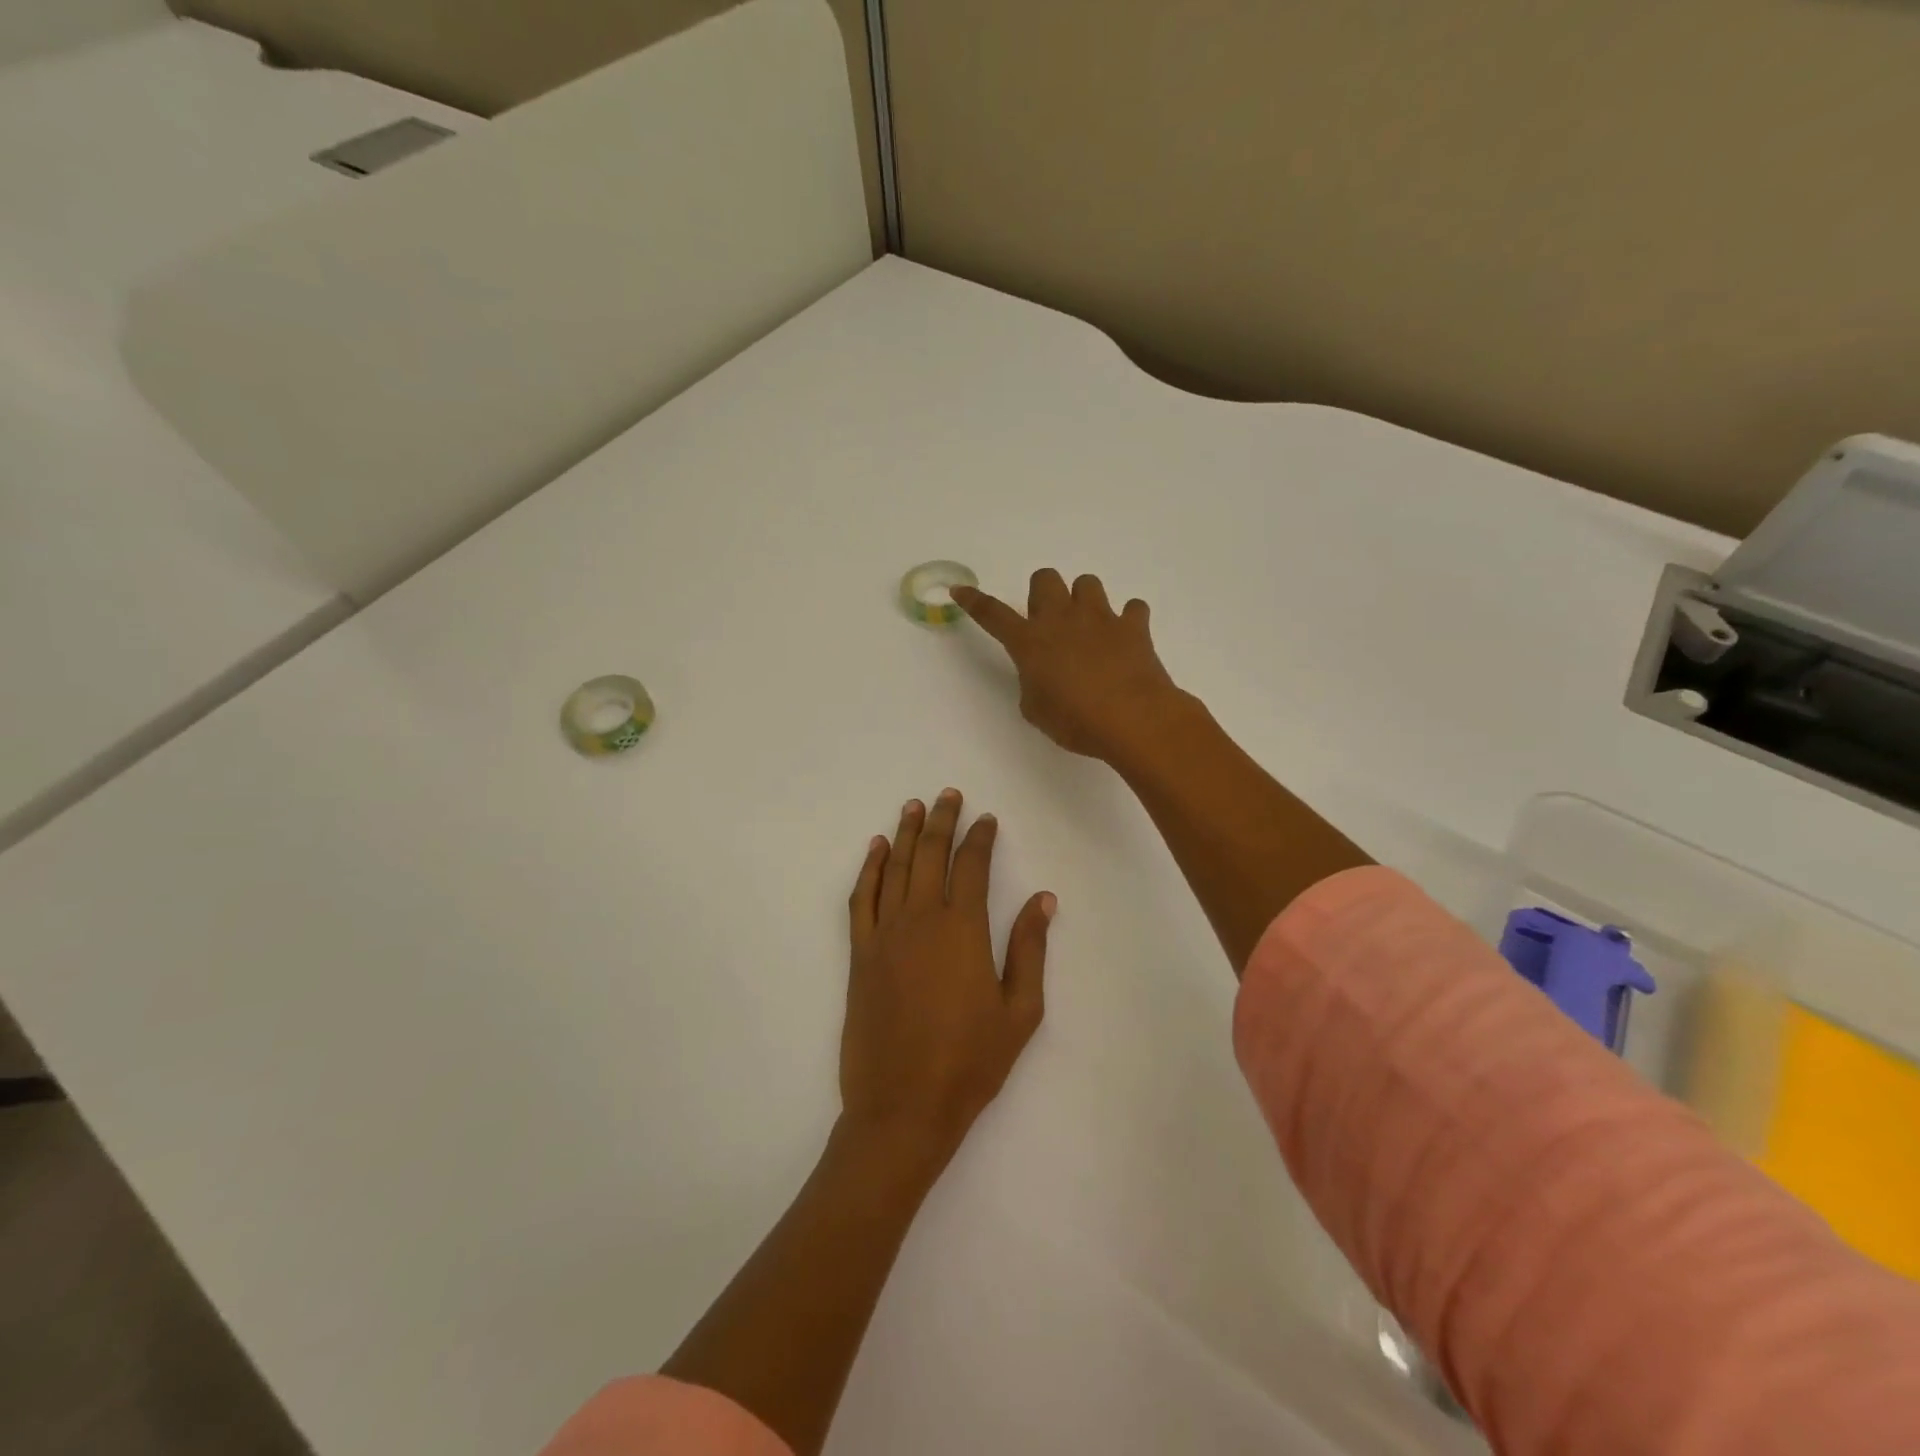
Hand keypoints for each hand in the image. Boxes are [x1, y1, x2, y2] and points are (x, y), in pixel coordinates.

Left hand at [841, 789, 1055, 1173]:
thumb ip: (1030, 949)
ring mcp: (884, 934)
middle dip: (942, 821)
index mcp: (962, 930)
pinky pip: (862, 898)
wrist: (902, 1106)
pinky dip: (870, 868)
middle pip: (931, 855)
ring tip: (914, 806)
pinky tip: (877, 849)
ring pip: (896, 868)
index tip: (986, 818)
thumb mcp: (1020, 1011)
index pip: (972, 866)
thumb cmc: (970, 1063)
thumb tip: (1043, 898)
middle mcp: (920, 920)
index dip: (980, 837)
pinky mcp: (860, 954)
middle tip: (949, 795)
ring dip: (906, 834)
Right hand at [953, 570, 1184, 762]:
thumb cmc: (1075, 722)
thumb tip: (1043, 675)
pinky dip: (1128, 621)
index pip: (993, 614)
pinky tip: (1126, 640)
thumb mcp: (1037, 711)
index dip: (974, 601)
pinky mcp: (1133, 626)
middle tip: (1050, 624)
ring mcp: (1100, 618)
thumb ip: (1032, 684)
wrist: (1133, 720)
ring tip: (1090, 629)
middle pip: (1044, 578)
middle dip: (1043, 594)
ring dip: (1084, 601)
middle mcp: (1062, 619)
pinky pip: (1132, 608)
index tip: (960, 591)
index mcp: (1030, 642)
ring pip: (1087, 583)